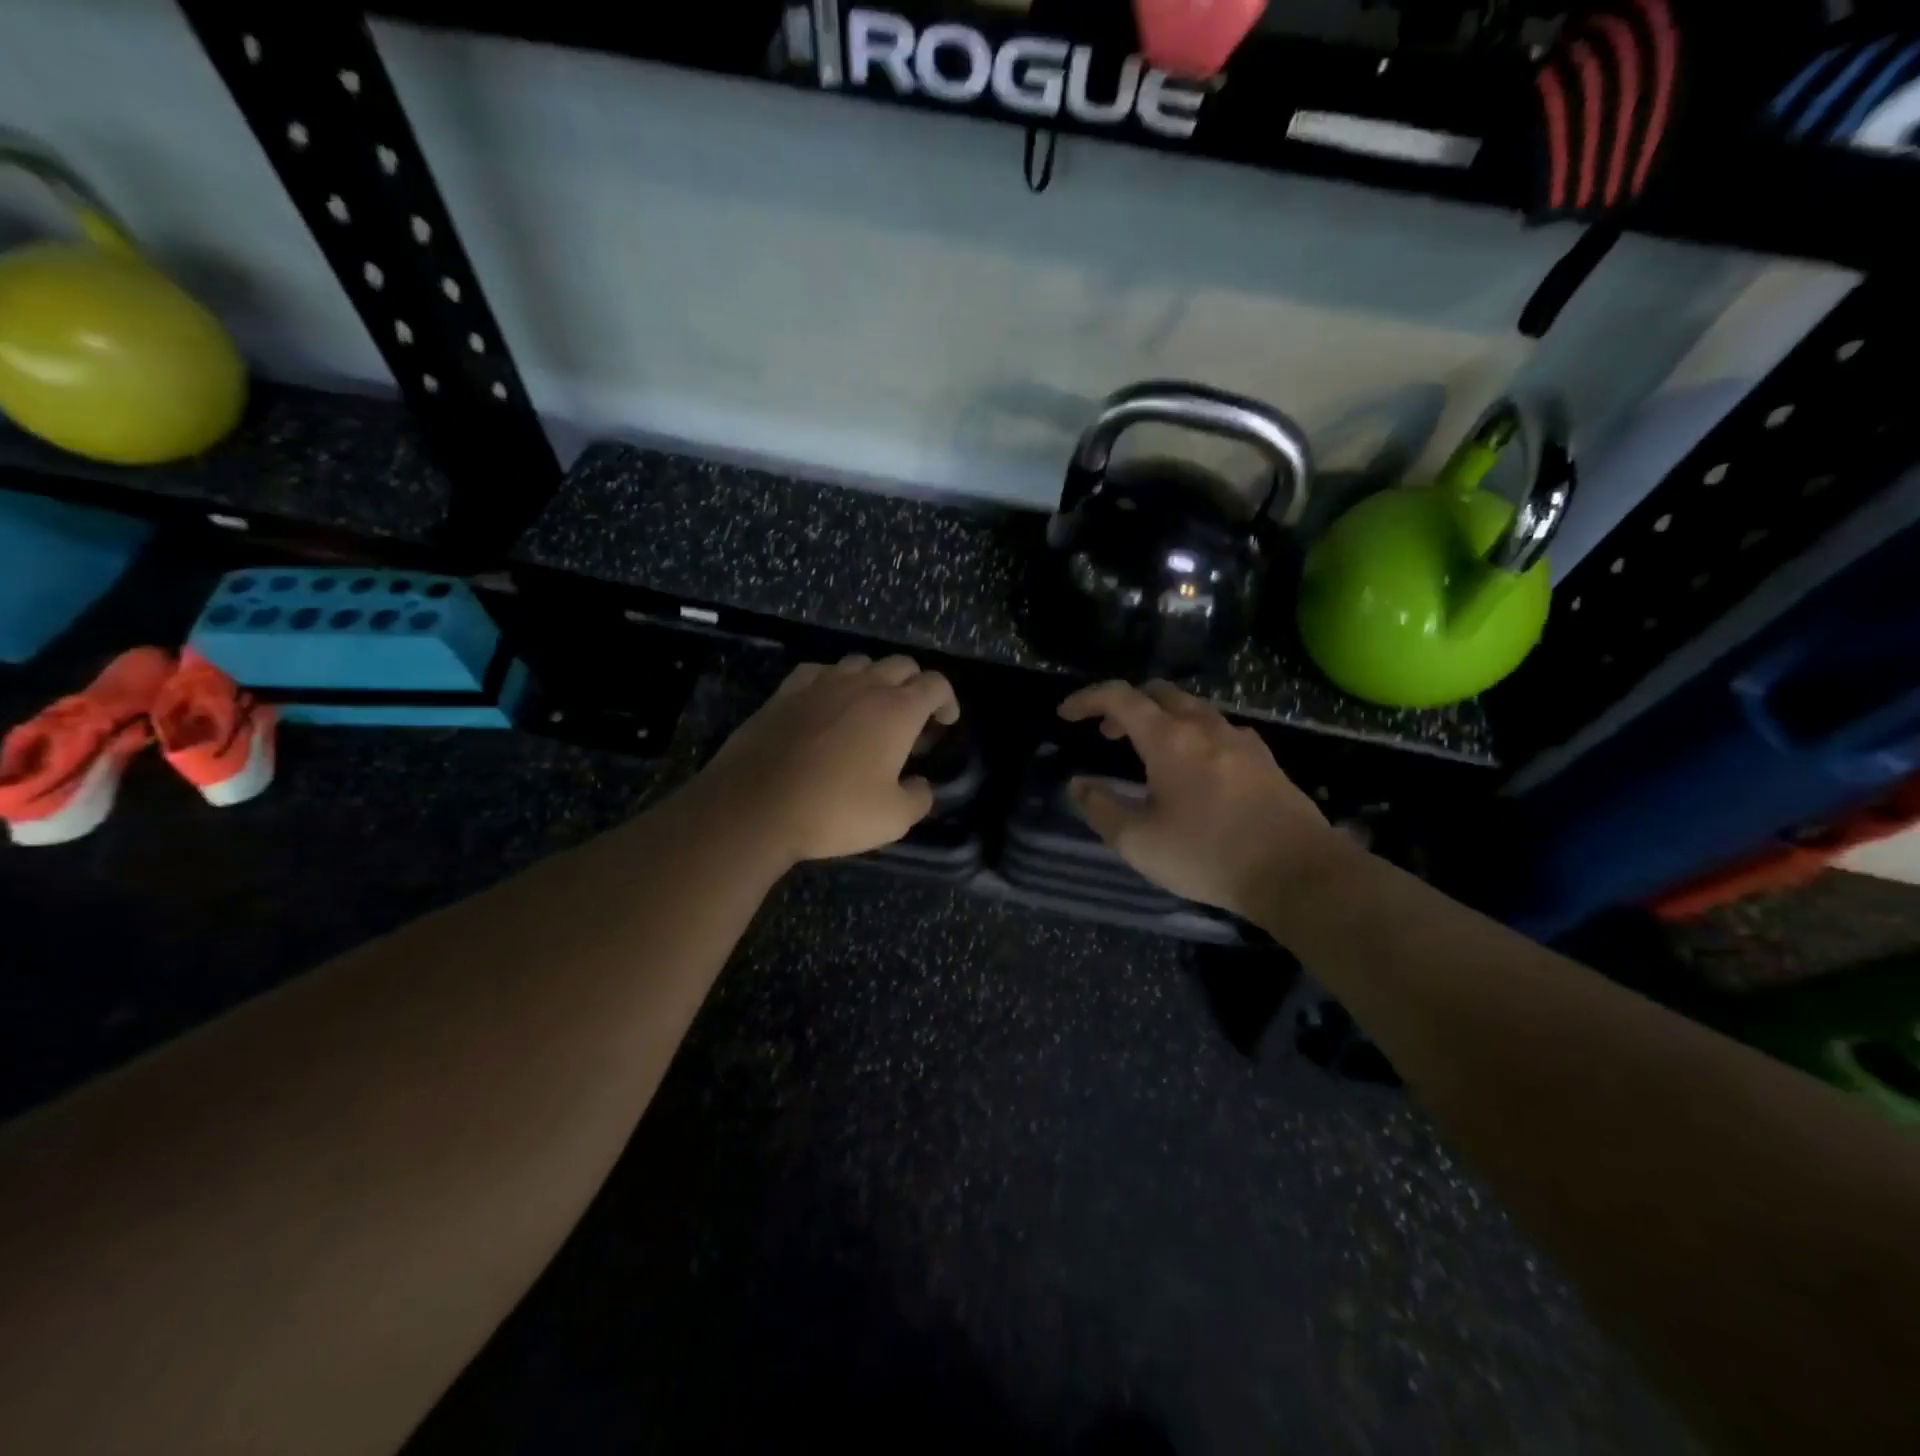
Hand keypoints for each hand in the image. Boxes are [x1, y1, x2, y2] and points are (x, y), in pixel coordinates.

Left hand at [698, 654, 959, 865]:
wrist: (755, 806)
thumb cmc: (833, 811)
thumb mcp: (894, 819)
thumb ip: (919, 798)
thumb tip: (920, 785)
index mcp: (897, 710)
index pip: (935, 684)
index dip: (947, 700)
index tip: (945, 722)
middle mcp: (863, 686)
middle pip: (901, 665)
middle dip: (915, 685)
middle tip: (912, 718)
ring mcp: (821, 683)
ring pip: (860, 663)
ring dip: (874, 680)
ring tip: (870, 710)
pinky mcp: (786, 692)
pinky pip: (820, 672)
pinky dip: (833, 682)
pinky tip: (827, 704)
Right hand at [1057, 680, 1340, 918]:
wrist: (1298, 872)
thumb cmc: (1208, 855)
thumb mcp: (1139, 842)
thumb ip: (1101, 808)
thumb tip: (1079, 784)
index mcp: (1169, 739)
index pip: (1120, 697)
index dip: (1087, 699)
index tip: (1066, 715)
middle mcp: (1205, 726)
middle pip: (1159, 692)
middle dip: (1126, 705)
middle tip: (1107, 734)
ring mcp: (1240, 739)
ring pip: (1192, 708)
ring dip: (1160, 718)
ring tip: (1146, 752)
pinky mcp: (1264, 758)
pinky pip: (1218, 729)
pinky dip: (1192, 734)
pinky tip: (1194, 769)